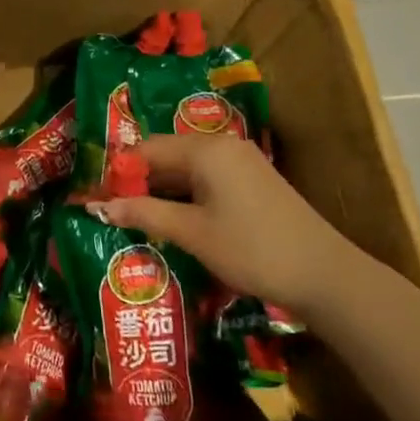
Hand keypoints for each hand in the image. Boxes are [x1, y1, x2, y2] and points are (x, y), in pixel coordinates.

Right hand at [92, 133, 359, 320]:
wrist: (325, 274)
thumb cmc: (252, 249)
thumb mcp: (192, 233)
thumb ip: (144, 213)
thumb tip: (99, 206)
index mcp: (205, 149)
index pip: (147, 149)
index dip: (118, 171)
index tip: (95, 194)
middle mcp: (222, 146)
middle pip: (167, 155)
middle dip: (138, 181)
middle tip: (111, 208)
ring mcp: (242, 162)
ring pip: (187, 169)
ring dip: (161, 191)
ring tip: (134, 216)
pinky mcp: (254, 181)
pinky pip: (207, 179)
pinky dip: (186, 195)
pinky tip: (173, 219)